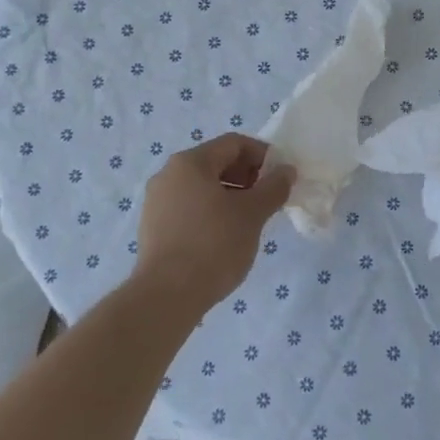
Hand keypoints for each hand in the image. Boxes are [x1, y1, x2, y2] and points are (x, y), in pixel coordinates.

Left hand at [134, 134, 295, 312]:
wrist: (166, 296)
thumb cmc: (213, 245)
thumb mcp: (252, 214)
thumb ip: (273, 188)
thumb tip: (286, 171)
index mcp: (190, 162)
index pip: (233, 144)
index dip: (262, 155)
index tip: (281, 176)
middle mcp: (168, 174)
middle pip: (215, 163)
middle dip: (247, 176)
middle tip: (269, 199)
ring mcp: (156, 202)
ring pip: (201, 187)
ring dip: (230, 195)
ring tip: (250, 220)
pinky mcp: (153, 227)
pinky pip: (188, 207)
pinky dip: (211, 212)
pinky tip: (225, 237)